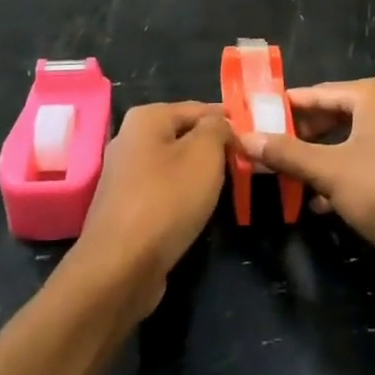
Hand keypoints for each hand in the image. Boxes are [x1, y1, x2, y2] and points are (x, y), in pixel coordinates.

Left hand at [73, 101, 229, 318]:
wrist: (120, 266)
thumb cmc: (167, 200)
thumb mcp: (204, 154)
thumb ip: (217, 129)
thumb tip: (220, 124)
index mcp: (146, 117)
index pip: (198, 109)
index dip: (228, 122)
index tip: (253, 140)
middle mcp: (129, 139)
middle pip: (183, 135)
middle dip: (213, 148)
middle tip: (244, 165)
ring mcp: (123, 175)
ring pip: (173, 165)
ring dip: (199, 174)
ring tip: (227, 188)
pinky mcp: (125, 207)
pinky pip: (162, 190)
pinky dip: (182, 196)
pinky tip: (198, 211)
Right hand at [237, 78, 374, 272]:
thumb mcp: (329, 172)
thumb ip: (286, 153)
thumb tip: (244, 138)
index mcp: (372, 94)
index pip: (314, 94)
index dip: (281, 110)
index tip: (253, 123)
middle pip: (332, 114)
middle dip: (300, 138)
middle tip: (269, 154)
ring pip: (349, 138)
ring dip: (320, 158)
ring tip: (291, 178)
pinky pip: (368, 154)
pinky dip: (344, 170)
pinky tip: (324, 201)